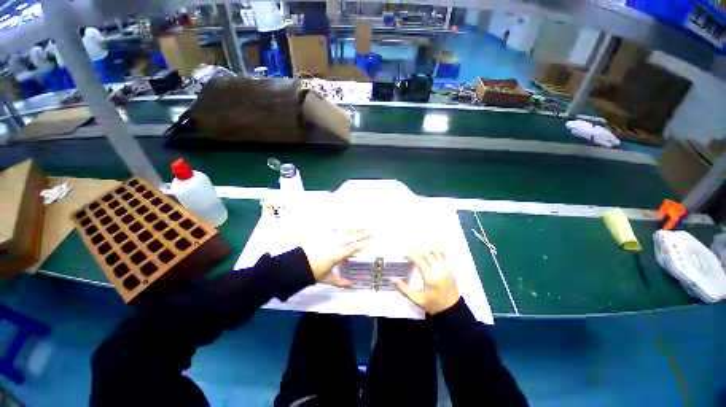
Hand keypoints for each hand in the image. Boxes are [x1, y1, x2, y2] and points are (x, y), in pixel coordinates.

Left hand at [302, 229, 370, 287]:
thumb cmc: (313, 272)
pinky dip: (344, 228)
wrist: (297, 264)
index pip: (353, 248)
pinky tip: (348, 227)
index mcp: (337, 255)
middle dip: (362, 234)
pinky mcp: (324, 236)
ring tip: (362, 226)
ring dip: (355, 229)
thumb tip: (351, 285)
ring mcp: (329, 239)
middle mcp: (335, 245)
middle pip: (351, 237)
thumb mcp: (326, 278)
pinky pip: (336, 230)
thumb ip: (339, 281)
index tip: (370, 241)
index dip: (363, 244)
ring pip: (345, 232)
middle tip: (370, 231)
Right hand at [394, 250, 459, 314]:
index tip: (404, 252)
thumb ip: (404, 289)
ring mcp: (445, 268)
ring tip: (419, 254)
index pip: (419, 259)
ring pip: (435, 252)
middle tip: (409, 254)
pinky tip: (429, 255)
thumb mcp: (416, 299)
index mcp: (430, 277)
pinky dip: (434, 252)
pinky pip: (442, 255)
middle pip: (426, 253)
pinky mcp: (450, 269)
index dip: (410, 254)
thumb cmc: (433, 305)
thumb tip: (392, 279)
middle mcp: (439, 270)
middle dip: (416, 251)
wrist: (451, 310)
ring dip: (425, 250)